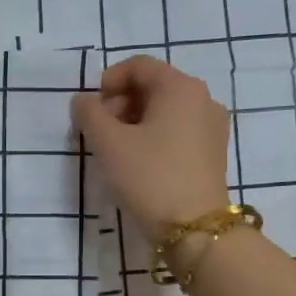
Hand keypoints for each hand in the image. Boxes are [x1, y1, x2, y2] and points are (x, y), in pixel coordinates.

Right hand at [70, 55, 230, 235]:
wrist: (195, 229)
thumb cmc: (150, 177)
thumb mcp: (109, 144)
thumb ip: (89, 114)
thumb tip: (83, 101)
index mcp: (180, 88)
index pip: (138, 66)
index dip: (108, 81)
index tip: (90, 111)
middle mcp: (202, 99)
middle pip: (152, 86)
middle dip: (119, 103)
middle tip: (99, 133)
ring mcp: (211, 126)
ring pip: (164, 110)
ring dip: (133, 122)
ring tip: (115, 151)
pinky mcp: (212, 152)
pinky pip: (177, 130)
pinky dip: (153, 136)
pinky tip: (138, 163)